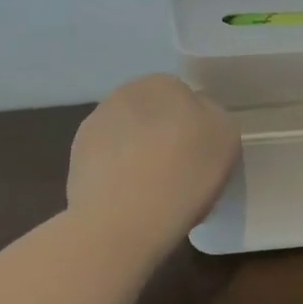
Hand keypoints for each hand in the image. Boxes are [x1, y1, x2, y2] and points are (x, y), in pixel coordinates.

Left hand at [68, 75, 240, 236]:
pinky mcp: (76, 158)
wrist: (122, 220)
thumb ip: (213, 116)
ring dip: (138, 155)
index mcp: (163, 83)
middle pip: (153, 115)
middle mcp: (124, 93)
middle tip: (180, 173)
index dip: (195, 127)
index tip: (202, 156)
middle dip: (163, 137)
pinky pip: (107, 162)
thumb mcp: (226, 136)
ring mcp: (94, 125)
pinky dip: (117, 176)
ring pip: (128, 138)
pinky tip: (128, 201)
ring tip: (152, 192)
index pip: (185, 98)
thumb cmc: (184, 174)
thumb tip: (197, 118)